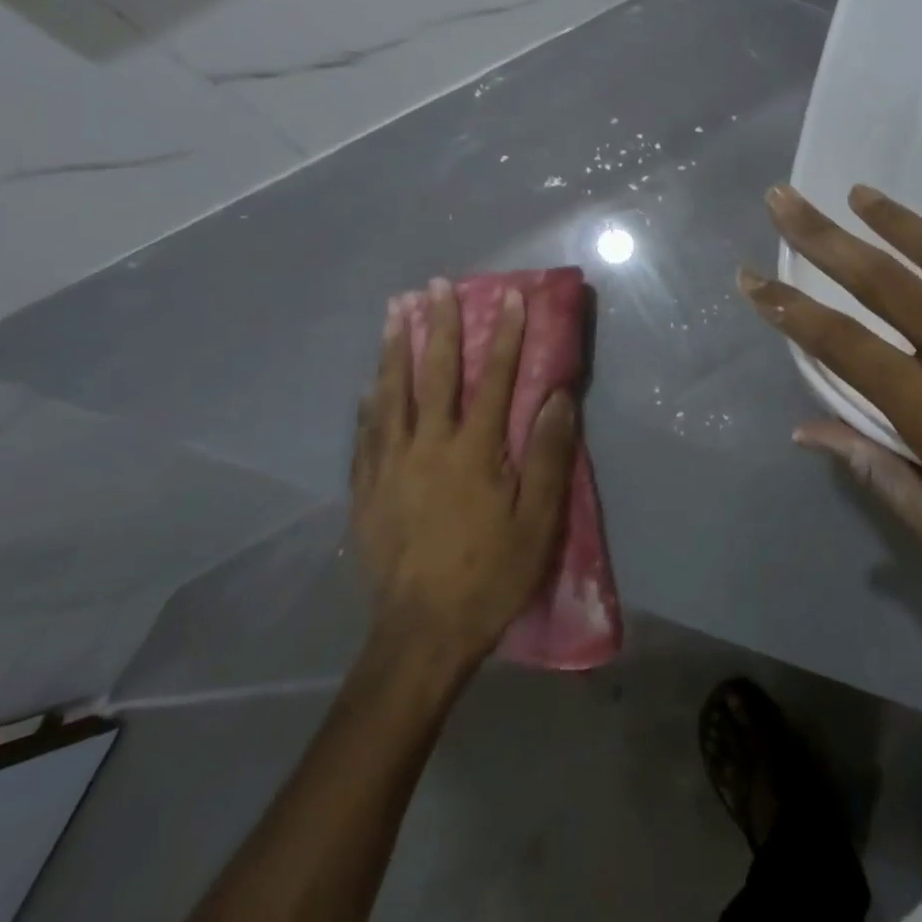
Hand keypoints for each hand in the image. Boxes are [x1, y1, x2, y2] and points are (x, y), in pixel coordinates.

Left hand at [350, 278, 578, 668]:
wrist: (420, 636)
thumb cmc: (490, 575)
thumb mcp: (538, 521)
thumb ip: (547, 456)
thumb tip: (557, 397)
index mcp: (474, 451)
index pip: (494, 379)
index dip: (505, 335)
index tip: (511, 297)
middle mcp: (428, 446)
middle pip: (435, 373)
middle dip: (439, 325)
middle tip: (435, 286)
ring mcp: (390, 467)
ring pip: (391, 394)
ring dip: (394, 349)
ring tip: (393, 312)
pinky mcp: (366, 491)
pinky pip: (365, 434)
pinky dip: (368, 403)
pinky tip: (367, 385)